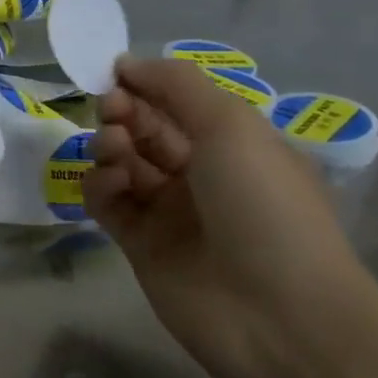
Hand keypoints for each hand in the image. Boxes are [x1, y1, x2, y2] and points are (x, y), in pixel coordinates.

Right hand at [80, 57, 377, 377]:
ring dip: (110, 146)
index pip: (178, 103)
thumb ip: (177, 86)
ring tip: (115, 151)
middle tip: (113, 112)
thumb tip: (126, 63)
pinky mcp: (139, 244)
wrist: (278, 314)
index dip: (146, 85)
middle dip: (124, 113)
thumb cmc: (264, 206)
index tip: (116, 76)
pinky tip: (109, 184)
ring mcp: (169, 212)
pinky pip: (107, 202)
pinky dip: (100, 186)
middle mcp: (201, 175)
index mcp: (234, 145)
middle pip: (146, 130)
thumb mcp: (232, 127)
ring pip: (122, 163)